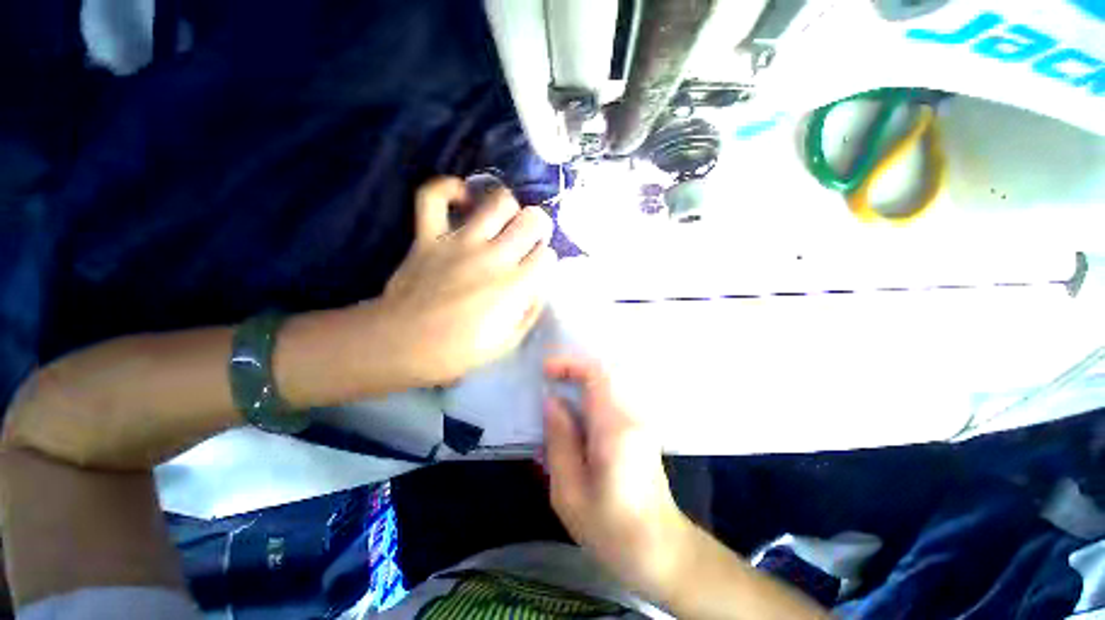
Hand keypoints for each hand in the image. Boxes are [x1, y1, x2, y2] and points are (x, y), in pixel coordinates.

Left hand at [375, 177, 554, 385]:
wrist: (403, 344)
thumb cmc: (459, 350)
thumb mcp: (508, 342)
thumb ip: (531, 310)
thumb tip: (540, 284)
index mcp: (515, 286)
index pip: (547, 255)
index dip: (546, 259)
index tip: (538, 267)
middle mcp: (495, 257)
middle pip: (532, 220)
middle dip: (538, 226)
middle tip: (529, 237)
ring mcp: (461, 242)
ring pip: (498, 201)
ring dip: (509, 207)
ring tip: (504, 219)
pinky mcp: (429, 235)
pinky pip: (433, 196)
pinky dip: (448, 188)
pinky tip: (462, 197)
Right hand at [543, 356, 693, 598]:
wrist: (660, 550)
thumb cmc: (611, 530)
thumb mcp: (569, 492)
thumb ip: (559, 440)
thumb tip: (551, 401)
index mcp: (615, 429)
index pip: (598, 375)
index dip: (570, 365)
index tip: (546, 371)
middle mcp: (632, 417)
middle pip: (605, 374)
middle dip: (574, 371)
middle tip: (548, 381)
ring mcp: (640, 422)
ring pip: (609, 385)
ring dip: (582, 383)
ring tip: (558, 398)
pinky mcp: (640, 430)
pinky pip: (612, 399)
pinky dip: (591, 396)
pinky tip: (576, 417)